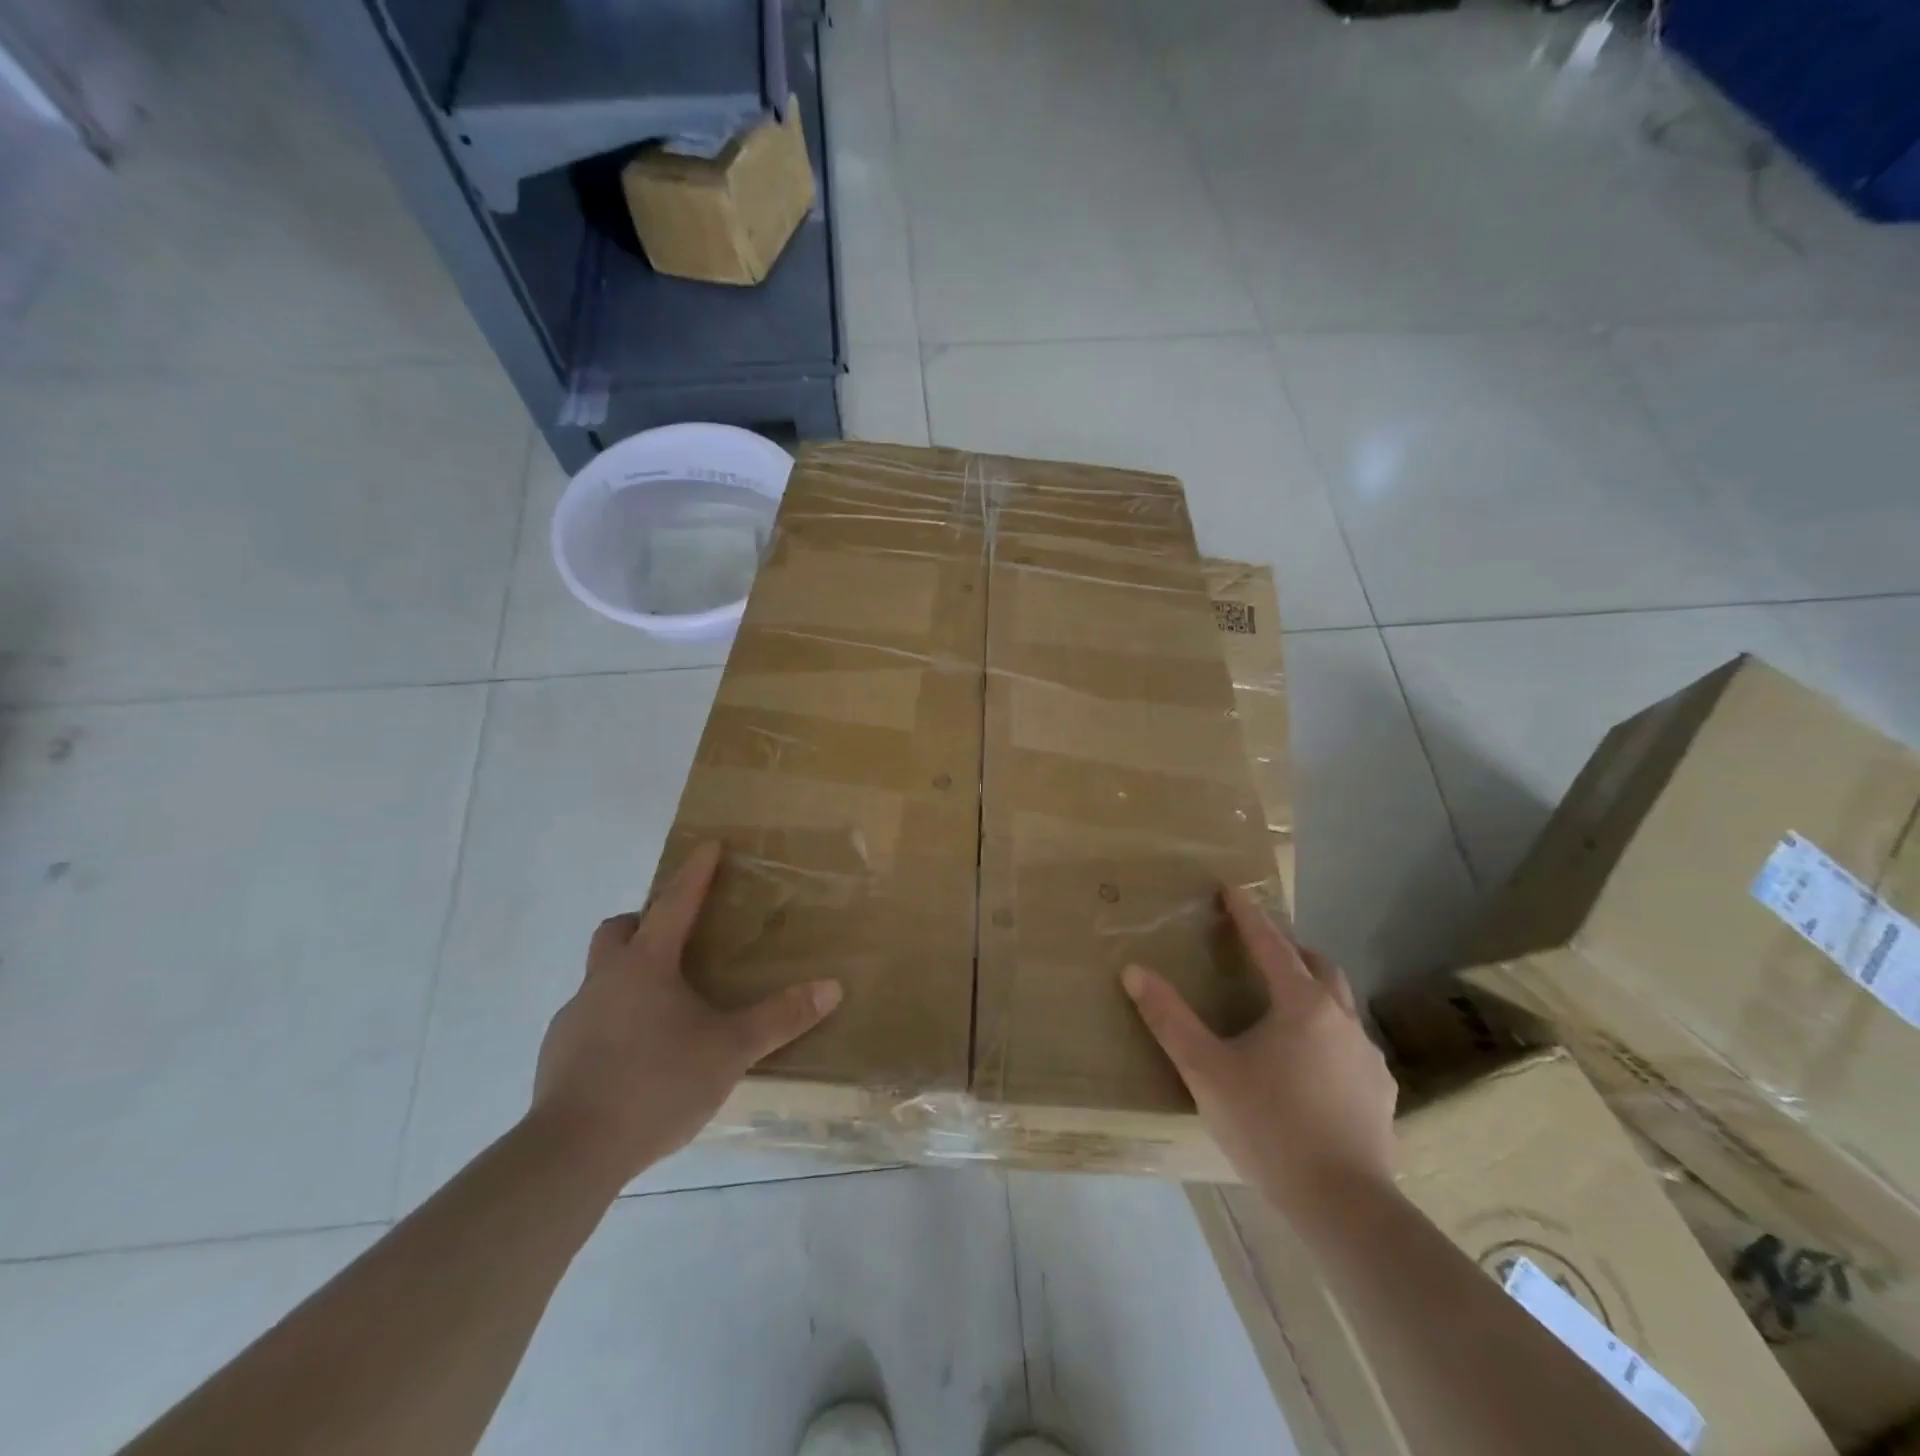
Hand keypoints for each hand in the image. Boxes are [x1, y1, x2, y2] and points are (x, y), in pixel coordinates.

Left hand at [531, 841, 842, 1183]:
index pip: (673, 904)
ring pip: (601, 976)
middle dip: (643, 921)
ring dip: (629, 975)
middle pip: (617, 930)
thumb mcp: (730, 1050)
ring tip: (663, 1007)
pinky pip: (590, 1020)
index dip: (694, 874)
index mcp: (646, 966)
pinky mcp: (558, 1055)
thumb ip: (780, 1018)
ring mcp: (574, 1018)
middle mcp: (604, 981)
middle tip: (674, 936)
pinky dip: (614, 1020)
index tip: (707, 846)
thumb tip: (832, 987)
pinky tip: (636, 1055)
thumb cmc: (657, 1083)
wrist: (572, 1152)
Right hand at [1123, 887, 1397, 1230]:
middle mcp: (1341, 1019)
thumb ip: (1169, 1018)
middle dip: (1288, 948)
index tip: (1231, 890)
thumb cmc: (1269, 1127)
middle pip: (1317, 965)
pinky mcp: (1380, 1091)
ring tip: (1283, 1006)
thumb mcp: (1206, 1070)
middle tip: (1259, 949)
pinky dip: (1328, 1033)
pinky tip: (1311, 1064)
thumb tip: (1133, 970)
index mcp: (1300, 1005)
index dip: (1248, 915)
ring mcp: (1367, 1056)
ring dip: (1312, 989)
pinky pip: (1351, 1044)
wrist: (1344, 1206)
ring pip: (1339, 1004)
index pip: (1270, 944)